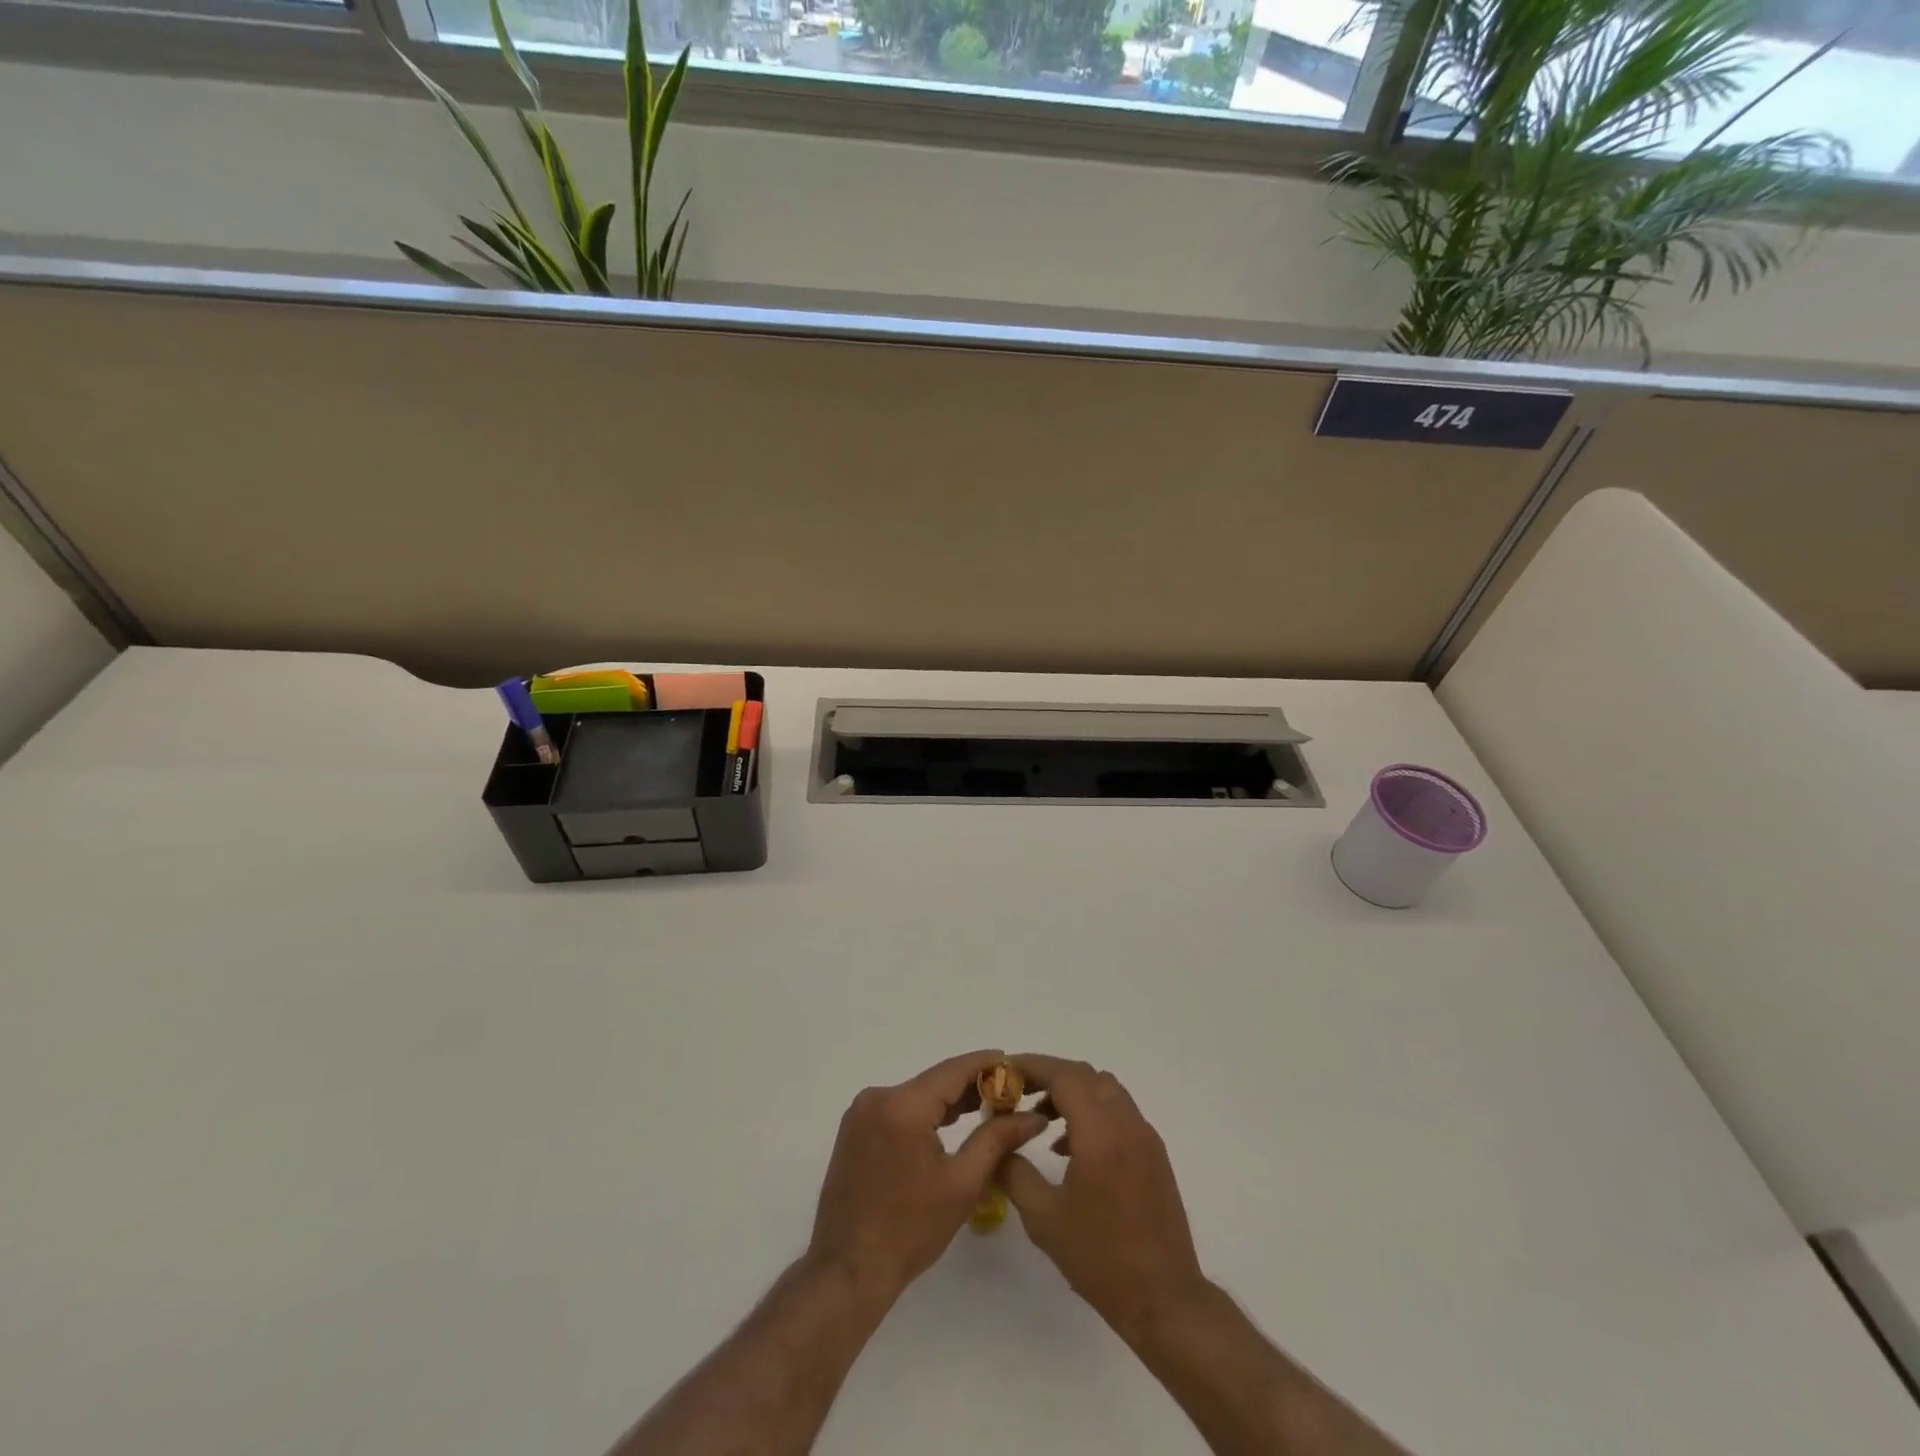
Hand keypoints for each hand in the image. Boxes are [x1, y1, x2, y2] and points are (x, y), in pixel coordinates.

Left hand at [808, 1049, 1047, 1307]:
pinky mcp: (855, 1128)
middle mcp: (877, 1097)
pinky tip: (947, 1125)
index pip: (953, 1070)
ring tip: (986, 1108)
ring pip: (916, 1094)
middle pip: (934, 1081)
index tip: (1015, 1063)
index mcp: (902, 1106)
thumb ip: (997, 1139)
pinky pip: (898, 1108)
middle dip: (971, 1086)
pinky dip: (924, 1113)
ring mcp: (861, 1112)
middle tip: (1008, 1094)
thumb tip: (1033, 1116)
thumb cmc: (909, 1231)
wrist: (848, 1271)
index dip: (986, 1064)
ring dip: (948, 1101)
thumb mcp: (962, 1184)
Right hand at [999, 1054, 1208, 1339]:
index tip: (1007, 1071)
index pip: (1064, 1075)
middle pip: (1085, 1075)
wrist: (1164, 1299)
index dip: (1033, 1066)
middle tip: (1019, 1092)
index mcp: (1100, 1133)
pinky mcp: (1154, 1153)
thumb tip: (996, 1143)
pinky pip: (1119, 1111)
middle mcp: (1126, 1123)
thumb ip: (1014, 1172)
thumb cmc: (1100, 1258)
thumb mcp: (1044, 1218)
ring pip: (1105, 1089)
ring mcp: (1145, 1137)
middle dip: (1050, 1076)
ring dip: (1073, 1092)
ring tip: (1041, 1119)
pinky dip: (1092, 1111)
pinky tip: (1071, 1148)